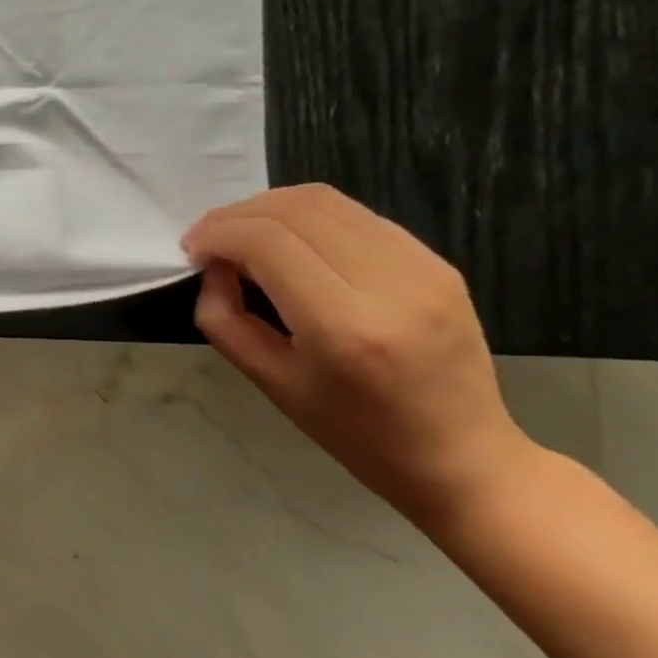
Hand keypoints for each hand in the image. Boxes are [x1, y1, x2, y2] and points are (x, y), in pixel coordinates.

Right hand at [184, 185, 531, 525]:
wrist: (463, 456)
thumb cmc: (354, 431)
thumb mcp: (268, 380)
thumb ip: (224, 317)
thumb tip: (214, 267)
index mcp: (344, 327)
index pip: (266, 242)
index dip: (217, 235)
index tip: (193, 253)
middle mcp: (390, 286)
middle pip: (293, 210)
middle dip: (234, 216)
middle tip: (209, 242)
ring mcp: (422, 268)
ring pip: (323, 200)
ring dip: (267, 209)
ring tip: (244, 236)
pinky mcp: (437, 262)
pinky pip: (353, 215)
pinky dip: (305, 217)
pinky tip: (289, 243)